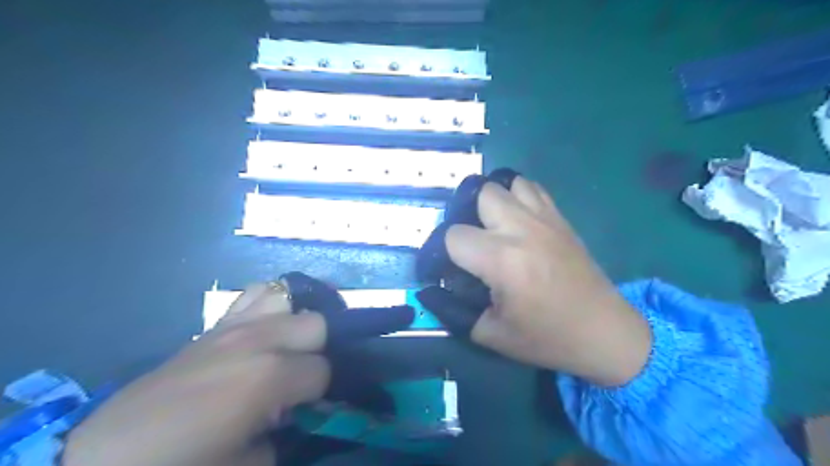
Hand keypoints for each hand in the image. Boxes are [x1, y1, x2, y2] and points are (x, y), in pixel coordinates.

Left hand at [63, 284, 328, 465]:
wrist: (107, 456)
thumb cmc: (182, 463)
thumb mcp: (248, 464)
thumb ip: (282, 436)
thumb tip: (290, 416)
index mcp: (271, 375)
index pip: (322, 370)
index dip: (318, 392)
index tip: (302, 408)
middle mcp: (260, 339)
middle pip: (315, 323)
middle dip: (314, 351)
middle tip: (294, 377)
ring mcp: (236, 326)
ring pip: (286, 297)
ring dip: (292, 321)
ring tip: (282, 346)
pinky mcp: (215, 325)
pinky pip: (254, 294)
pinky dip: (267, 306)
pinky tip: (260, 330)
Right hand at [444, 177, 650, 383]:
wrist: (604, 331)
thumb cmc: (547, 338)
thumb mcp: (491, 335)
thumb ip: (452, 311)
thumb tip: (430, 291)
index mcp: (502, 260)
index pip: (453, 235)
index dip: (439, 252)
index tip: (443, 268)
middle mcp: (521, 229)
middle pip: (478, 194)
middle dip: (464, 216)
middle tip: (469, 243)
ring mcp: (544, 218)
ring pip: (505, 183)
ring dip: (491, 202)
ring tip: (492, 227)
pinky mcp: (560, 218)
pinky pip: (531, 188)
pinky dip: (516, 196)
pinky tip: (516, 220)